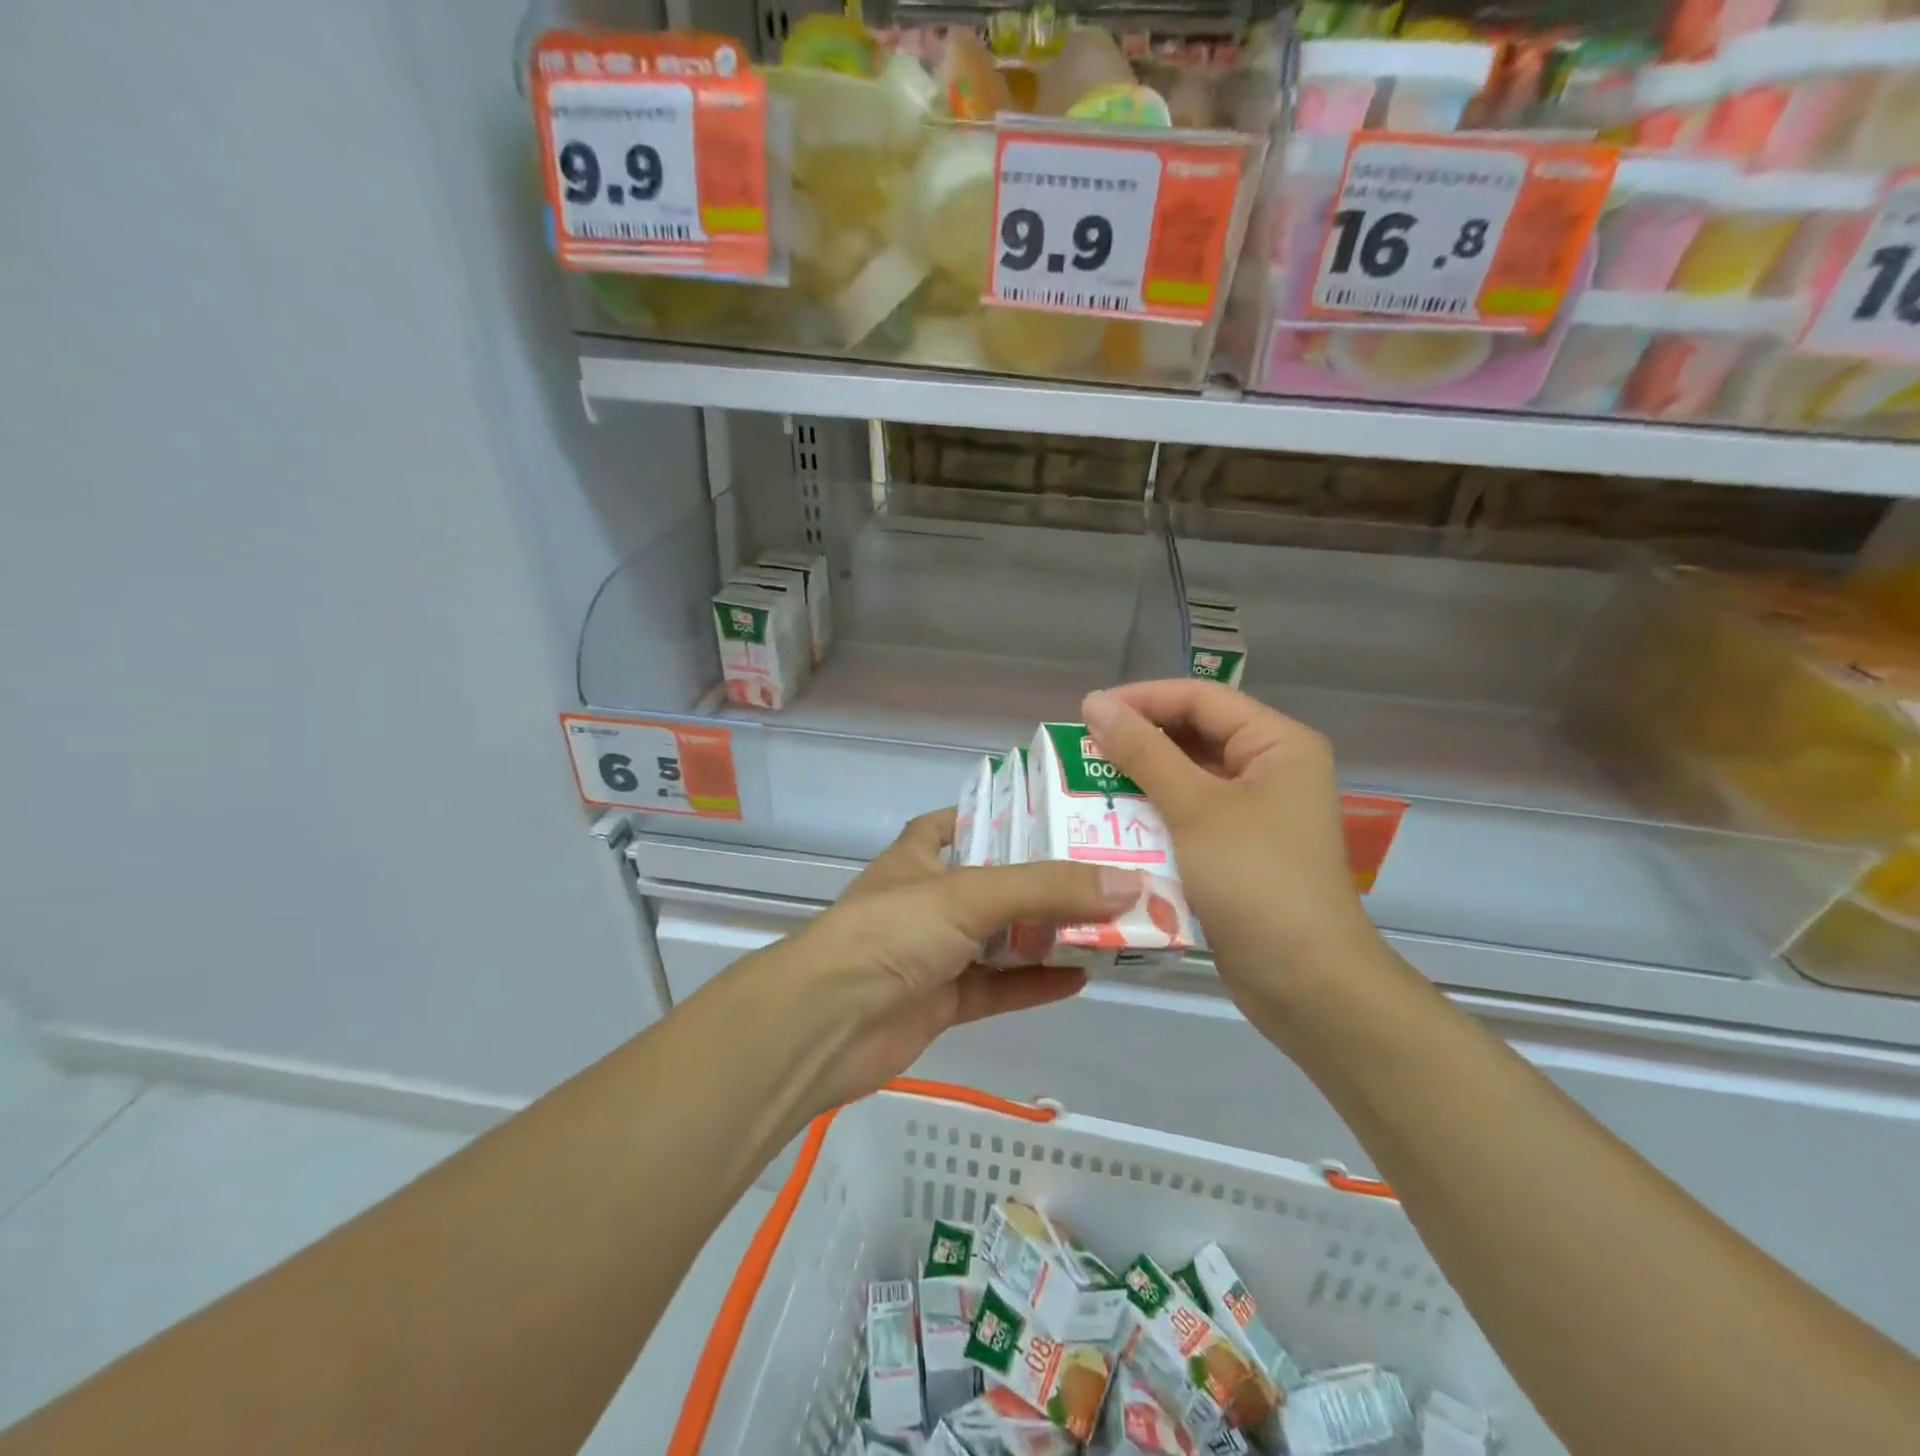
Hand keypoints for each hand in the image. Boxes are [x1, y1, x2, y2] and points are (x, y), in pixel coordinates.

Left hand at [743, 809, 1140, 1115]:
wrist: (827, 1024)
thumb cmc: (892, 932)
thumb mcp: (970, 894)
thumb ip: (1048, 888)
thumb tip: (1130, 883)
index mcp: (919, 858)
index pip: (957, 824)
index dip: (997, 817)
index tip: (1051, 816)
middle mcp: (927, 901)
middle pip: (994, 884)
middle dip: (1044, 882)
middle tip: (1105, 873)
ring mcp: (934, 954)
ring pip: (1000, 939)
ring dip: (1047, 935)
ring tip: (1108, 925)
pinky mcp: (942, 1002)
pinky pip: (998, 987)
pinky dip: (1035, 983)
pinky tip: (1081, 978)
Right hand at [1082, 681, 1389, 1022]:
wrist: (1306, 982)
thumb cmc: (1256, 879)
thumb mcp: (1195, 808)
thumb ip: (1143, 752)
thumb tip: (1095, 703)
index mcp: (1277, 744)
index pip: (1201, 698)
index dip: (1143, 699)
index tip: (1087, 713)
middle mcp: (1270, 770)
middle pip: (1194, 736)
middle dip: (1138, 742)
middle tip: (1082, 752)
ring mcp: (1255, 814)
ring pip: (1187, 779)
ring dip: (1140, 782)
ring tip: (1087, 786)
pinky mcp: (1238, 851)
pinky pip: (1189, 817)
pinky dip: (1153, 817)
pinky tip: (1112, 826)